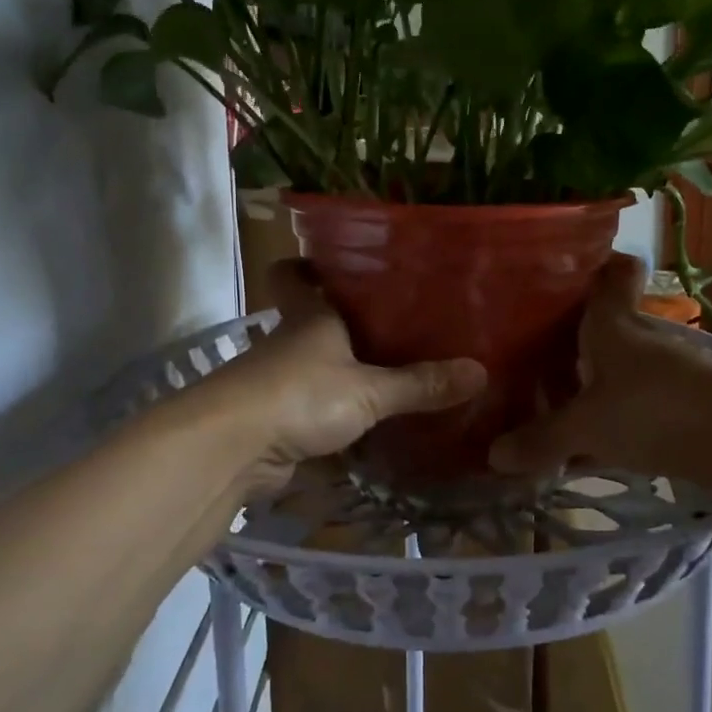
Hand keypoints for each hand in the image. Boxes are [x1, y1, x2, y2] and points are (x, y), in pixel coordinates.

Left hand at [214, 261, 485, 495]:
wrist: (232, 449)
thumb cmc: (300, 395)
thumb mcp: (369, 390)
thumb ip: (420, 384)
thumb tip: (480, 372)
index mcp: (308, 317)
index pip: (294, 275)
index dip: (308, 264)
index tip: (337, 263)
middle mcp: (289, 342)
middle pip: (311, 321)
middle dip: (344, 322)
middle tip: (395, 321)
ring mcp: (278, 382)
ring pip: (313, 367)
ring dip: (341, 371)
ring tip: (391, 372)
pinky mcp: (275, 421)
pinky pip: (312, 409)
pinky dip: (334, 414)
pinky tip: (368, 423)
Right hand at [488, 254, 711, 503]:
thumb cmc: (658, 411)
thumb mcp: (589, 428)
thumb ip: (542, 440)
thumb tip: (492, 455)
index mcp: (613, 321)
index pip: (612, 268)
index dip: (591, 260)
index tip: (556, 272)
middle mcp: (640, 335)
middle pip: (601, 322)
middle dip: (566, 336)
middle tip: (523, 353)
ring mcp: (665, 369)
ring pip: (615, 365)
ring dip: (585, 381)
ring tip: (544, 403)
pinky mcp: (681, 402)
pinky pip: (631, 400)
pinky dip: (608, 414)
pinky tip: (586, 444)